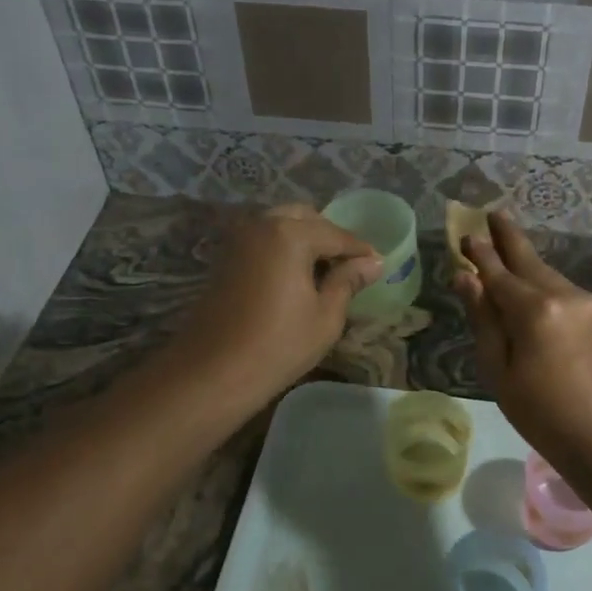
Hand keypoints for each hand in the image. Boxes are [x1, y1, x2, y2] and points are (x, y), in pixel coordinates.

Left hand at [175, 204, 382, 401]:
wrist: (213, 371)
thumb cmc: (278, 346)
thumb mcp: (326, 316)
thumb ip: (348, 281)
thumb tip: (372, 262)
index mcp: (290, 234)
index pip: (336, 235)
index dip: (360, 251)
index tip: (378, 264)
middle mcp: (262, 224)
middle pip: (306, 218)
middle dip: (331, 237)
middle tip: (350, 267)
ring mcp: (239, 238)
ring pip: (282, 225)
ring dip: (306, 240)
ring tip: (326, 272)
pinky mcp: (226, 257)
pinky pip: (264, 239)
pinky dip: (284, 248)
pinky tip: (298, 276)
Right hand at [453, 214, 591, 462]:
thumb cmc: (540, 411)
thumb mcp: (498, 369)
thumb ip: (483, 318)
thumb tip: (466, 278)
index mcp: (534, 309)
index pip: (498, 272)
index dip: (479, 253)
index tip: (465, 233)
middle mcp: (563, 294)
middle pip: (528, 261)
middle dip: (508, 238)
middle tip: (493, 213)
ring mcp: (585, 303)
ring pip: (546, 273)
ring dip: (524, 261)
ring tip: (505, 244)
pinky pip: (560, 289)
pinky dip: (540, 281)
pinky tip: (529, 283)